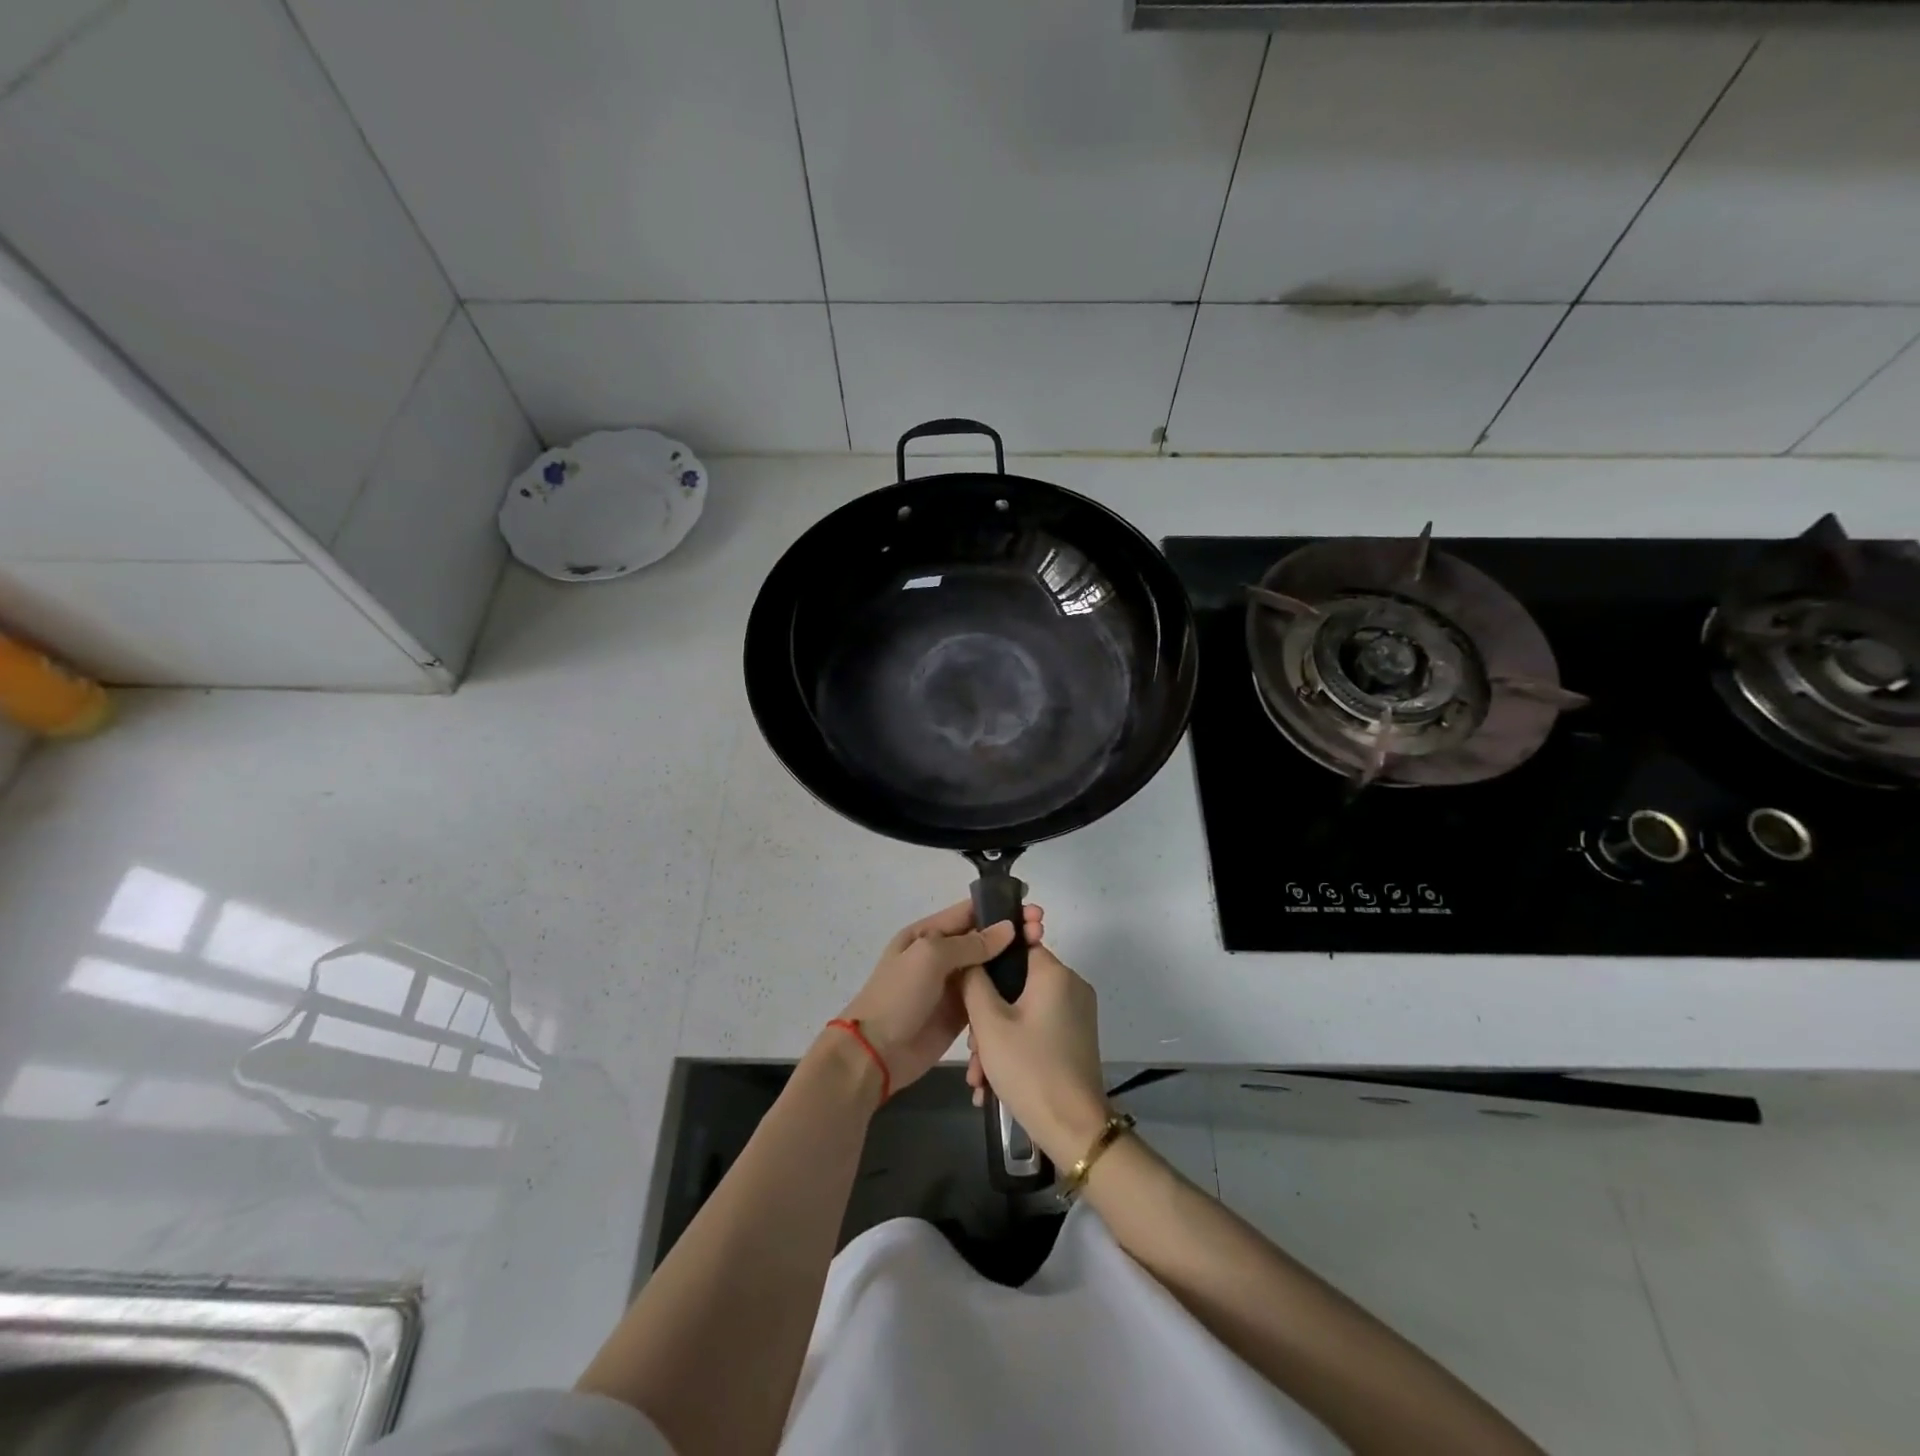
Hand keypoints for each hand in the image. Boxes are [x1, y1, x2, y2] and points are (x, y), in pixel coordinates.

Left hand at [837, 900, 1044, 1093]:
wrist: (875, 1053)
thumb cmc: (898, 996)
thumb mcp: (930, 957)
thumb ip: (970, 943)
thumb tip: (1008, 929)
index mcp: (927, 934)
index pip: (968, 912)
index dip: (999, 908)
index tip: (1031, 907)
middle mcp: (941, 956)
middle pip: (983, 938)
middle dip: (1011, 933)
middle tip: (1042, 931)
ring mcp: (951, 986)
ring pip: (988, 967)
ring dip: (1012, 960)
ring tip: (1042, 955)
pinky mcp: (960, 1013)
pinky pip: (987, 996)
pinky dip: (1005, 990)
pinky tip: (1030, 987)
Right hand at [961, 942, 1110, 1166]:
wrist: (1074, 1129)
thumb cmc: (1029, 1068)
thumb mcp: (989, 1024)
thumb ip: (974, 982)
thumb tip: (971, 959)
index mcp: (1055, 973)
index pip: (1016, 946)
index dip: (987, 963)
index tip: (966, 987)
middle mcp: (1071, 986)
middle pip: (1017, 984)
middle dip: (987, 1015)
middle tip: (972, 1049)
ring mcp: (1076, 1014)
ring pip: (1023, 1011)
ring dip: (996, 1039)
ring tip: (979, 1076)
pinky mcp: (1076, 1039)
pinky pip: (1037, 1029)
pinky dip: (1015, 1048)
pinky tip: (992, 1083)